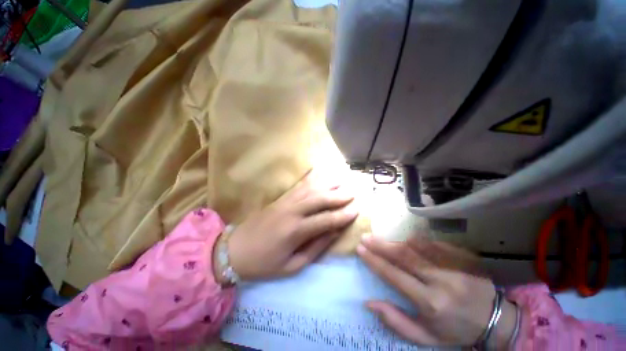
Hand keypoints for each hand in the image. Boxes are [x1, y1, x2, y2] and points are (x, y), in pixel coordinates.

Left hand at [219, 174, 357, 280]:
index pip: (326, 219)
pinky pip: (298, 185)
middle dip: (338, 195)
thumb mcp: (292, 265)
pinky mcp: (280, 198)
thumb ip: (316, 248)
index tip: (356, 210)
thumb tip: (335, 232)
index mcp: (295, 231)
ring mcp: (285, 202)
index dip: (343, 215)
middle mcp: (292, 211)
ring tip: (341, 181)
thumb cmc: (264, 263)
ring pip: (310, 188)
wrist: (234, 250)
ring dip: (327, 184)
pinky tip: (318, 171)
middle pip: (320, 199)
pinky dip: (310, 177)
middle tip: (353, 193)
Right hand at [357, 236, 516, 348]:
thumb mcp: (425, 336)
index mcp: (430, 302)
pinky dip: (414, 241)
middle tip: (365, 237)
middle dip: (380, 245)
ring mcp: (452, 264)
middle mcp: (440, 280)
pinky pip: (431, 243)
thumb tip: (369, 302)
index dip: (374, 261)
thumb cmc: (455, 330)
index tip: (360, 250)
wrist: (495, 319)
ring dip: (394, 241)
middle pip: (403, 255)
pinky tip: (405, 242)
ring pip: (415, 246)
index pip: (394, 275)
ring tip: (380, 239)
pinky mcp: (460, 255)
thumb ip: (395, 320)